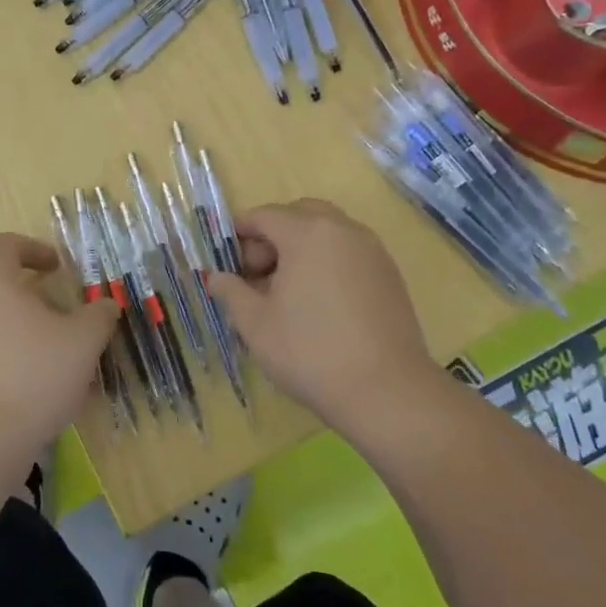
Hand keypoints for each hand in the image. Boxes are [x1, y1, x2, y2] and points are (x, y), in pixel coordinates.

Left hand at [0, 232, 119, 454]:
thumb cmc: (33, 375)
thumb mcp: (83, 342)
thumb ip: (99, 314)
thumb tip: (105, 304)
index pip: (7, 243)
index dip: (35, 249)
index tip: (58, 269)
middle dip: (30, 292)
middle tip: (60, 315)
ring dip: (16, 323)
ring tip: (47, 351)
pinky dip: (0, 349)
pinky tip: (25, 380)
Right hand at [208, 200, 436, 433]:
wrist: (387, 391)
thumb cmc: (310, 352)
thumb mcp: (255, 324)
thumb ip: (231, 292)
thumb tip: (215, 277)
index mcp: (307, 232)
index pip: (264, 216)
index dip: (239, 235)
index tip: (226, 263)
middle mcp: (343, 229)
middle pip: (299, 215)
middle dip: (273, 237)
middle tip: (257, 275)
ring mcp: (372, 250)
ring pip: (328, 233)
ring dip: (301, 249)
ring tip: (287, 292)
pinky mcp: (390, 274)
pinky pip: (349, 253)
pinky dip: (328, 263)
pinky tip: (319, 304)